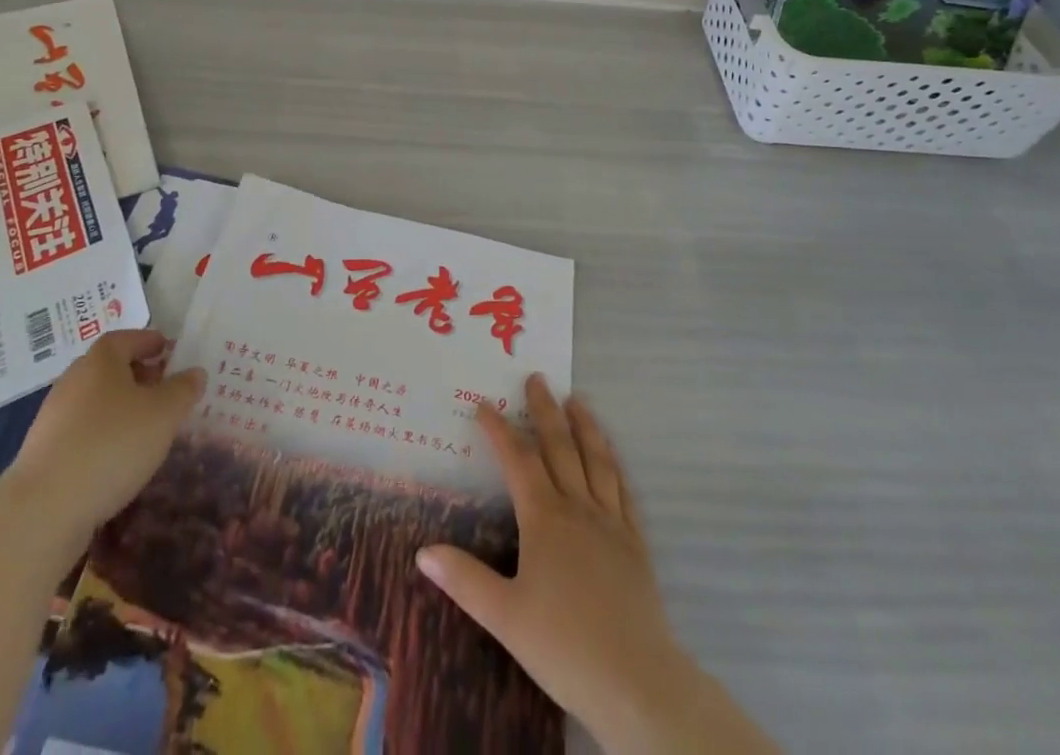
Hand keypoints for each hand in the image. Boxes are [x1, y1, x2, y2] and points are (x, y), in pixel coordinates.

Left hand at [3, 329, 203, 542]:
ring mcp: (53, 418)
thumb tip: (194, 373)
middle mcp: (73, 381)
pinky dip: (102, 435)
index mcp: (100, 361)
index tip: (169, 351)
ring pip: (95, 402)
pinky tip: (118, 458)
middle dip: (137, 375)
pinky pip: (81, 432)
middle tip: (164, 389)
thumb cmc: (113, 444)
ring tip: (146, 428)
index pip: (126, 338)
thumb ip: (183, 389)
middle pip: (109, 368)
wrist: (43, 509)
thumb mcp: (164, 413)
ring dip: (120, 408)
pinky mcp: (43, 453)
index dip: (149, 341)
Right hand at [415, 374, 776, 754]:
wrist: (637, 681)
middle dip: (545, 410)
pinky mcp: (635, 542)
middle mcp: (577, 507)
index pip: (517, 460)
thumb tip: (422, 551)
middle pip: (559, 446)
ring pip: (596, 460)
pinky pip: (623, 490)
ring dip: (584, 426)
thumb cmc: (564, 646)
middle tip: (537, 378)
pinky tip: (611, 458)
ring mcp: (610, 522)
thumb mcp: (504, 616)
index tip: (483, 403)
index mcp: (544, 518)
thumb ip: (464, 580)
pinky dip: (614, 465)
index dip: (499, 429)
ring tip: (577, 400)